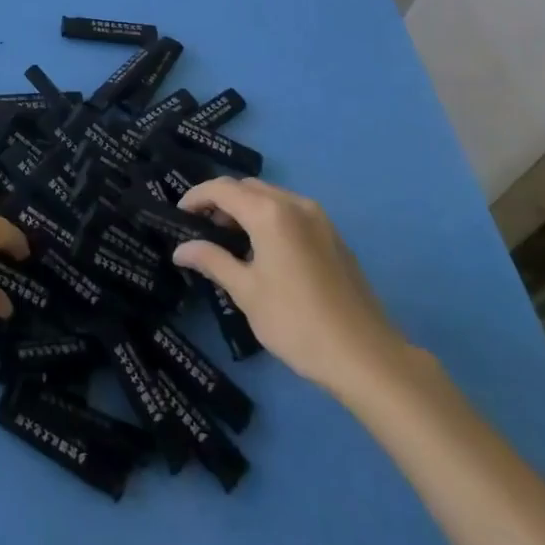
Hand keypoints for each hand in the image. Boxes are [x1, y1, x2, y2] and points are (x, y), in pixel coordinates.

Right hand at [170, 177, 413, 406]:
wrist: (366, 356)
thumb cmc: (297, 322)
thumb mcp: (246, 292)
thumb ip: (212, 261)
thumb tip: (181, 249)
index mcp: (270, 212)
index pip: (222, 189)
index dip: (196, 197)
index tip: (178, 215)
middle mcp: (294, 203)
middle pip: (247, 188)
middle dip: (221, 201)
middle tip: (201, 229)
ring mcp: (318, 218)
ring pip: (271, 198)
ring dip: (246, 210)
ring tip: (229, 242)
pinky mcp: (332, 235)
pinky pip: (290, 213)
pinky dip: (269, 219)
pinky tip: (263, 252)